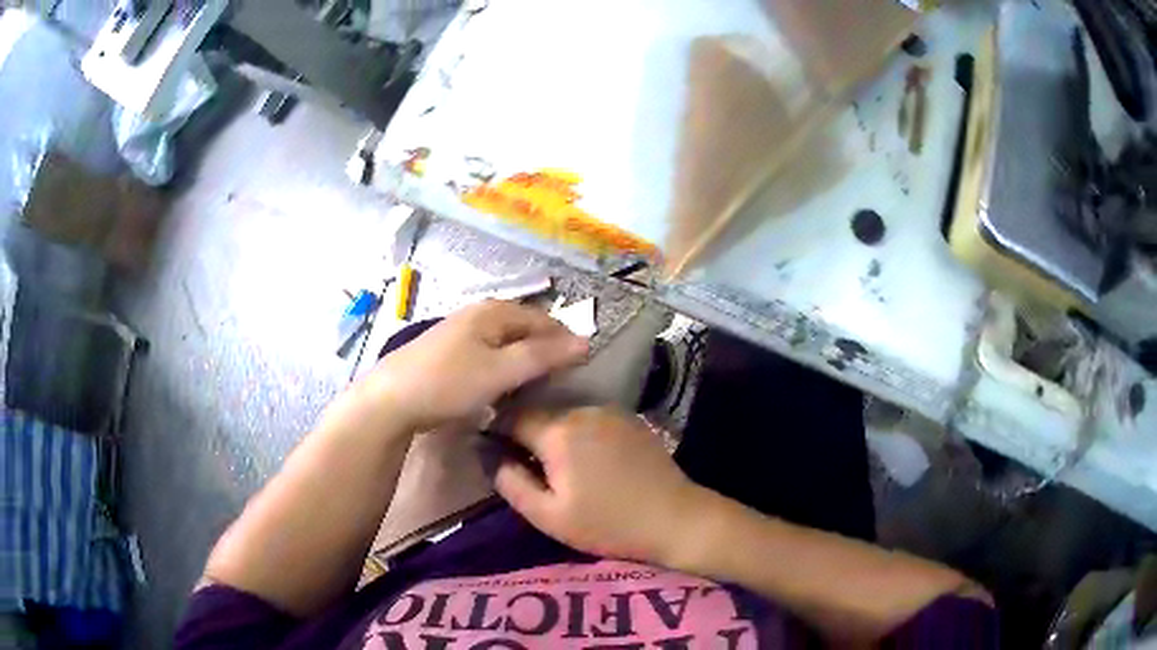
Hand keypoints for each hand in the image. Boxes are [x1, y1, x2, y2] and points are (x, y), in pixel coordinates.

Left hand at [332, 301, 588, 433]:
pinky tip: (500, 386)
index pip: (543, 319)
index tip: (579, 370)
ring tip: (533, 387)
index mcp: (493, 311)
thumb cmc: (449, 383)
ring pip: (504, 341)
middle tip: (557, 382)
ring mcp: (459, 331)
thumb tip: (586, 341)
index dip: (564, 341)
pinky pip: (487, 353)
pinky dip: (501, 366)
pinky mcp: (447, 351)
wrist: (391, 400)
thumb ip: (543, 356)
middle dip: (544, 350)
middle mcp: (477, 313)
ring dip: (522, 360)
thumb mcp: (501, 371)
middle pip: (523, 328)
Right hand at [495, 406, 706, 565]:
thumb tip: (491, 456)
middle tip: (528, 465)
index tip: (495, 451)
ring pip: (566, 415)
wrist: (675, 518)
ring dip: (555, 433)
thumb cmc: (607, 524)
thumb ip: (511, 483)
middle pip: (540, 413)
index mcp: (558, 432)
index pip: (511, 416)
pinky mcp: (630, 418)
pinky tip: (590, 460)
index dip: (498, 433)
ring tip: (560, 465)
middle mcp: (582, 410)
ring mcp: (610, 411)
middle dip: (527, 434)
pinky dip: (580, 433)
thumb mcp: (548, 516)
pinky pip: (591, 419)